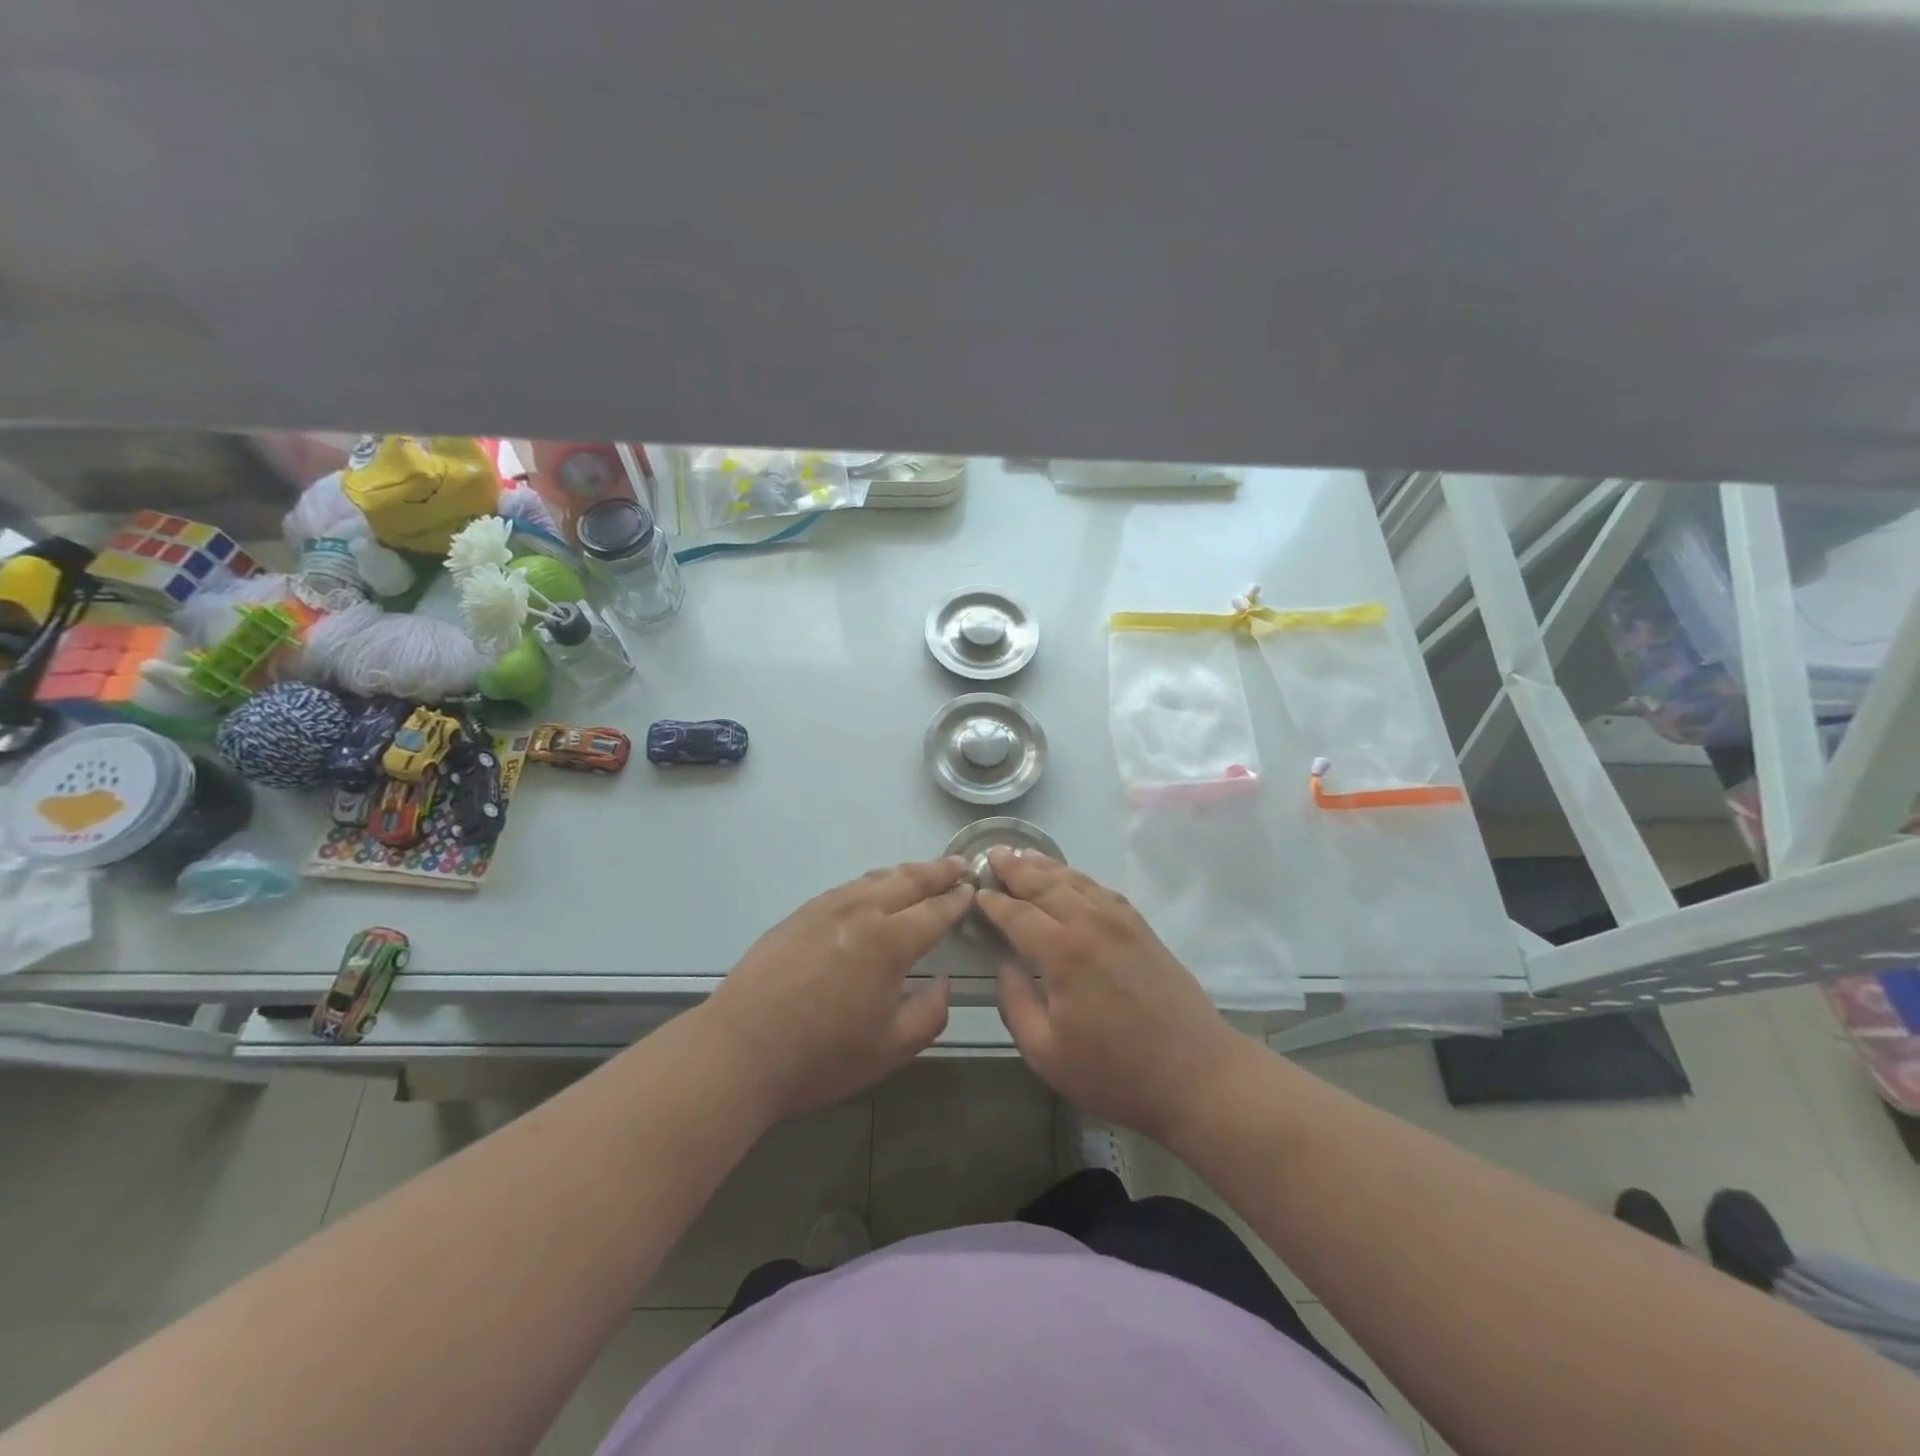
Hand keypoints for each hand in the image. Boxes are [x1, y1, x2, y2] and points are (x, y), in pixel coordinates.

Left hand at [703, 859, 973, 1123]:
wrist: (740, 1050)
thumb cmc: (821, 1057)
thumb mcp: (890, 1050)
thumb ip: (929, 1014)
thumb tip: (943, 982)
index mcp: (889, 942)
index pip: (934, 911)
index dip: (957, 900)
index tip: (973, 889)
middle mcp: (861, 912)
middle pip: (907, 880)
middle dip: (937, 871)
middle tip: (959, 864)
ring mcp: (826, 908)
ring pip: (875, 878)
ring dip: (905, 872)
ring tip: (923, 871)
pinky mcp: (800, 914)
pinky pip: (847, 887)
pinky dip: (872, 882)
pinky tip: (873, 890)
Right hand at [978, 850, 1247, 1143]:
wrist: (1197, 1076)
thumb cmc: (1115, 1073)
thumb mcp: (1047, 1053)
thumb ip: (1015, 1004)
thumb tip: (1004, 966)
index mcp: (1063, 952)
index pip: (1017, 914)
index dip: (993, 903)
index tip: (975, 892)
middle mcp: (1091, 924)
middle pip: (1045, 885)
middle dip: (1015, 869)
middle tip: (992, 854)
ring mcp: (1121, 922)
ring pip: (1075, 881)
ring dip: (1045, 866)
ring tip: (1023, 855)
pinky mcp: (1142, 928)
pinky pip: (1102, 890)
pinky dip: (1078, 878)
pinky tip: (1070, 879)